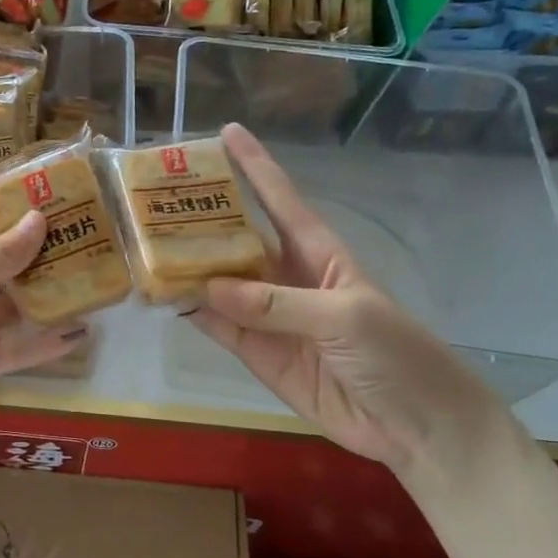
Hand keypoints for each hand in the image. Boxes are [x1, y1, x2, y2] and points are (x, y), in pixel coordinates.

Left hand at [0, 189, 87, 447]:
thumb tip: (39, 218)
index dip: (2, 196)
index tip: (45, 185)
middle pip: (0, 257)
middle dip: (38, 247)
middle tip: (85, 234)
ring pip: (14, 303)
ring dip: (48, 295)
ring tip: (92, 280)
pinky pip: (17, 347)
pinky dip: (44, 342)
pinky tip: (79, 333)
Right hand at [187, 124, 505, 480]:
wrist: (414, 425)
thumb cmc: (395, 354)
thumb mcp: (345, 317)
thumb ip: (277, 303)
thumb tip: (209, 287)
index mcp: (318, 252)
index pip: (280, 198)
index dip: (254, 165)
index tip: (225, 132)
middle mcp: (286, 275)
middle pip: (238, 237)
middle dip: (203, 216)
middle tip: (156, 196)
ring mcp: (268, 315)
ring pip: (219, 282)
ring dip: (187, 265)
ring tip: (144, 243)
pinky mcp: (256, 352)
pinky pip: (218, 325)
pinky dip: (191, 311)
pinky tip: (162, 296)